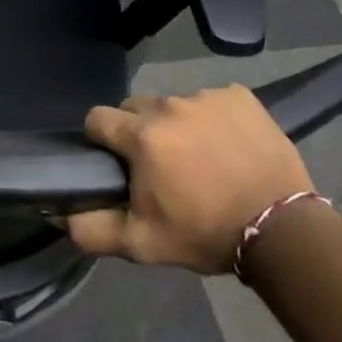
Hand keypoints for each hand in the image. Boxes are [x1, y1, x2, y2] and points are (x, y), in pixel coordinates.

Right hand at [65, 84, 312, 274]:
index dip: (101, 140)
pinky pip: (212, 100)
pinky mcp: (241, 97)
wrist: (283, 231)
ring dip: (177, 124)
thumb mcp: (142, 243)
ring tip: (200, 157)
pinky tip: (228, 145)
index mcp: (140, 135)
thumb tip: (59, 214)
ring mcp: (207, 97)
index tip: (116, 163)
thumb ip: (92, 229)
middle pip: (135, 107)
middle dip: (139, 131)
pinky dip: (214, 118)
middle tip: (159, 165)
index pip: (97, 118)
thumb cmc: (205, 234)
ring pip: (174, 104)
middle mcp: (169, 105)